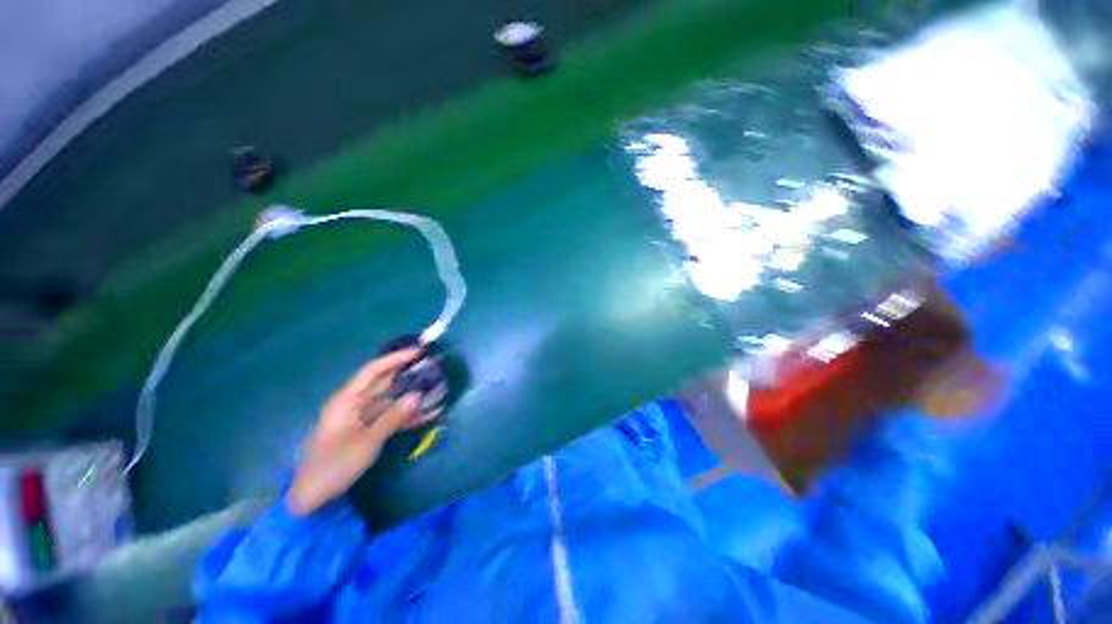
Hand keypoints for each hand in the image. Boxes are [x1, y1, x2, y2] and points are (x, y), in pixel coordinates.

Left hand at [286, 348, 432, 515]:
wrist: (311, 498)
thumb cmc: (334, 465)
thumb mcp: (367, 441)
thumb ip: (393, 417)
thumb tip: (419, 395)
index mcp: (346, 400)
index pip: (373, 370)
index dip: (396, 358)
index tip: (420, 352)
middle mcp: (353, 403)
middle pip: (383, 382)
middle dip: (407, 373)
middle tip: (432, 367)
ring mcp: (359, 417)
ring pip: (389, 399)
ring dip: (409, 395)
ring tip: (435, 388)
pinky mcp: (365, 430)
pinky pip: (388, 416)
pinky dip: (405, 414)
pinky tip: (426, 415)